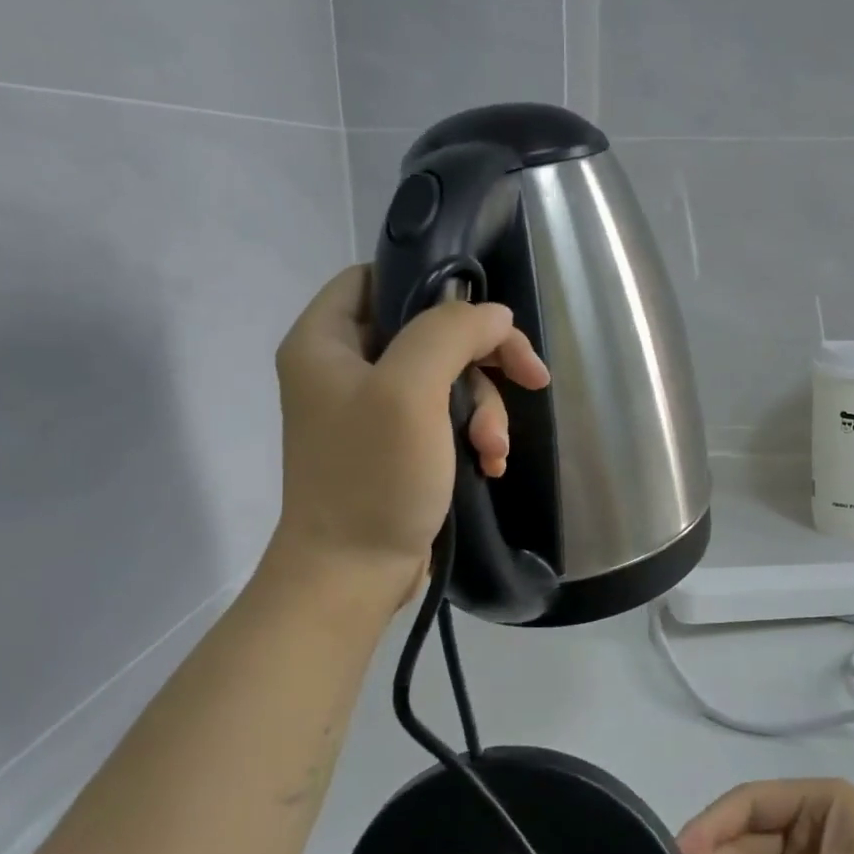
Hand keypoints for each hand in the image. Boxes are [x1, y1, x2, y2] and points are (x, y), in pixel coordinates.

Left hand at [269, 265, 549, 595]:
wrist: (353, 576)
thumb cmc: (373, 477)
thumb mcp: (410, 391)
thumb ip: (451, 333)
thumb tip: (495, 316)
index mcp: (324, 341)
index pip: (377, 277)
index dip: (431, 283)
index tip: (480, 314)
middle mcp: (344, 368)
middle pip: (429, 330)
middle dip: (482, 361)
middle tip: (530, 378)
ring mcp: (372, 410)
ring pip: (448, 377)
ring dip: (485, 408)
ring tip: (494, 451)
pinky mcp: (397, 446)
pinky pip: (447, 417)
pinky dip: (475, 435)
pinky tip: (489, 464)